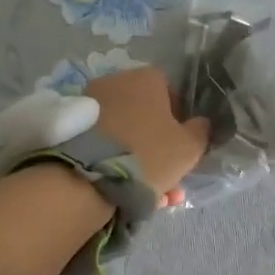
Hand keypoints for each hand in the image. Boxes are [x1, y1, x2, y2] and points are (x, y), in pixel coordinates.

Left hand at [84, 66, 211, 203]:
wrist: (89, 176)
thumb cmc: (149, 153)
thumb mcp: (189, 147)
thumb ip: (201, 131)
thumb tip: (201, 123)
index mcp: (147, 78)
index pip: (172, 94)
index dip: (181, 122)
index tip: (183, 148)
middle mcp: (116, 82)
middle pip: (147, 117)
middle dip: (160, 149)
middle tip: (170, 181)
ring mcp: (91, 103)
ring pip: (126, 134)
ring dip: (141, 161)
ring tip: (152, 196)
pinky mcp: (72, 127)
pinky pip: (104, 143)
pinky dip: (117, 162)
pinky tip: (127, 190)